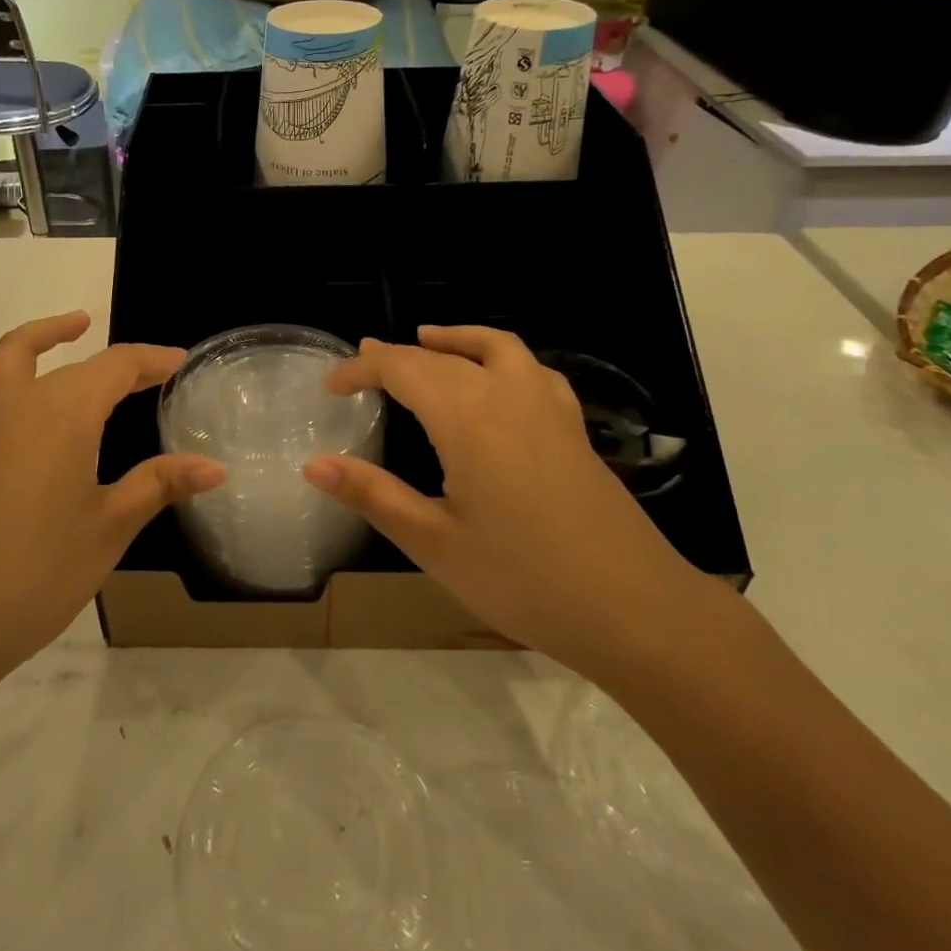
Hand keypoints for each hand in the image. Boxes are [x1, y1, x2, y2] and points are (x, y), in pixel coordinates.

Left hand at [0, 312, 223, 695]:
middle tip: (146, 373)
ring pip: (8, 358)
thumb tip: (214, 467)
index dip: (152, 361)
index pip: (118, 368)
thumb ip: (159, 485)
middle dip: (115, 364)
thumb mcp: (109, 529)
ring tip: (72, 326)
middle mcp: (19, 403)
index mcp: (67, 415)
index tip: (178, 362)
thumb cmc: (37, 574)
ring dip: (42, 337)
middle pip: (73, 366)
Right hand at [302, 326, 701, 679]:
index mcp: (468, 418)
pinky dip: (500, 357)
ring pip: (496, 348)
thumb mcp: (435, 543)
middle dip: (398, 356)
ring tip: (429, 340)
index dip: (361, 369)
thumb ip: (373, 495)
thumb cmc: (524, 580)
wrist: (636, 611)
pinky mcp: (574, 430)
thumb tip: (314, 464)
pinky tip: (498, 382)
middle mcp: (508, 396)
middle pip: (443, 356)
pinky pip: (531, 370)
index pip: (403, 369)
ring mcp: (549, 410)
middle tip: (364, 366)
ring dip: (456, 339)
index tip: (330, 386)